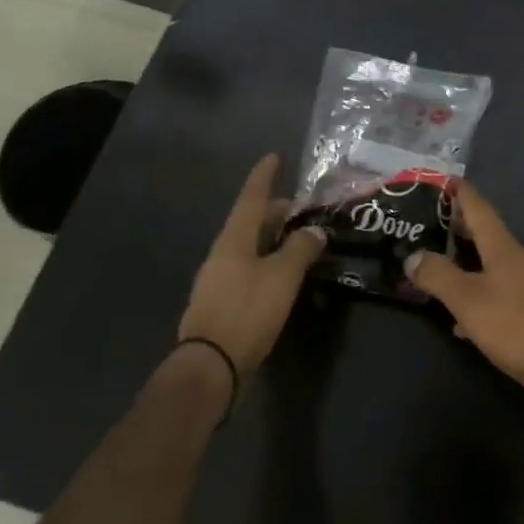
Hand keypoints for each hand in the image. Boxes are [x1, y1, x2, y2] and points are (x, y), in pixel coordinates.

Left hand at [177, 154, 325, 376]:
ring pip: (250, 246)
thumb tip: (314, 231)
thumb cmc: (247, 311)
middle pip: (252, 221)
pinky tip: (284, 274)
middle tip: (304, 210)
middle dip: (276, 212)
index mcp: (234, 238)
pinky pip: (249, 268)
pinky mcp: (223, 302)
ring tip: (300, 241)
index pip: (252, 197)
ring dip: (274, 238)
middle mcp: (223, 252)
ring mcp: (219, 278)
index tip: (274, 156)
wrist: (209, 367)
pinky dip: (268, 261)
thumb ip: (300, 249)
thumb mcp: (282, 276)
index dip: (264, 176)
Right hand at [403, 185, 523, 421]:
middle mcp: (513, 258)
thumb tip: (412, 256)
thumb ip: (438, 275)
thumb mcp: (468, 299)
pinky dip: (469, 294)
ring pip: (484, 263)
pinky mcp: (523, 313)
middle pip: (480, 231)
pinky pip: (490, 293)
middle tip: (418, 222)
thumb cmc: (515, 325)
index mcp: (502, 246)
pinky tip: (453, 314)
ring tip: (428, 261)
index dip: (457, 190)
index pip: (477, 205)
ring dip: (459, 259)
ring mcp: (521, 285)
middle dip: (452, 224)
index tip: (433, 180)